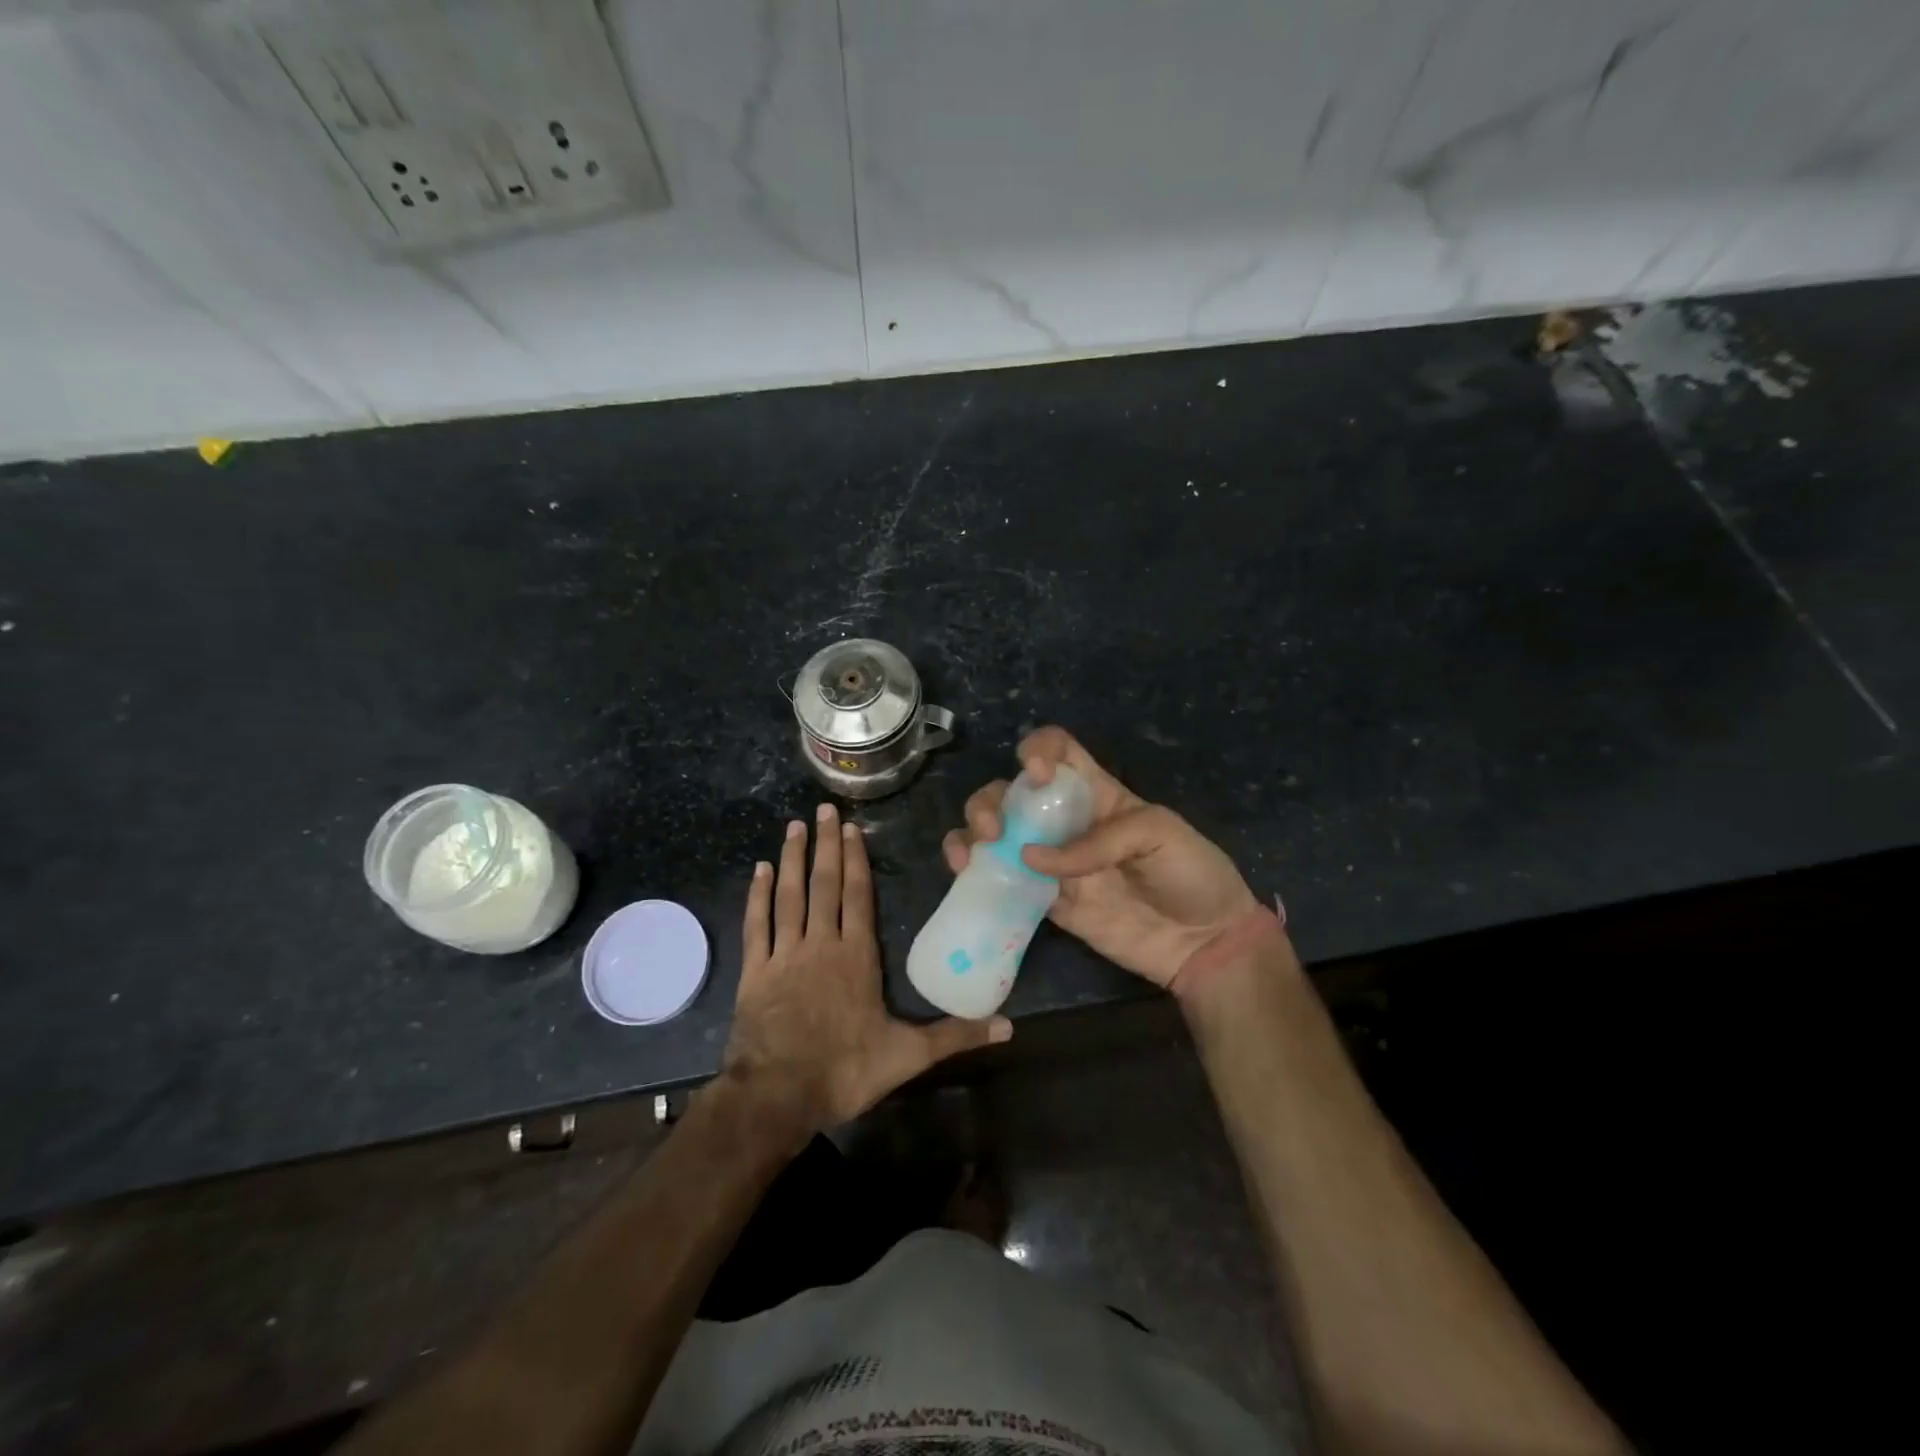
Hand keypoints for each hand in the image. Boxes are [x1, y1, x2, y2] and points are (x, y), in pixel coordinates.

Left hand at [721, 804, 1010, 1139]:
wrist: (777, 1096)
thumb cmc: (845, 1070)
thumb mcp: (908, 1055)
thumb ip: (956, 1035)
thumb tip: (1009, 1025)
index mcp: (857, 956)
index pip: (858, 896)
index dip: (856, 860)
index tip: (850, 828)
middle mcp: (821, 944)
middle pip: (825, 884)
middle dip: (826, 845)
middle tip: (822, 810)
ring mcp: (784, 955)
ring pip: (790, 895)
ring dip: (792, 859)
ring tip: (793, 826)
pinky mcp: (754, 972)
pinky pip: (756, 924)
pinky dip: (757, 896)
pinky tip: (758, 870)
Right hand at [942, 727, 1261, 988]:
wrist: (1204, 944)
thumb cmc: (1193, 874)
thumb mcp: (1160, 835)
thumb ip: (1100, 839)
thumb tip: (1033, 858)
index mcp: (1097, 793)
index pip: (1059, 751)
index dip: (1039, 749)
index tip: (1034, 773)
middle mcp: (1066, 821)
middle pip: (1011, 793)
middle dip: (991, 801)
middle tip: (995, 830)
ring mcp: (1051, 862)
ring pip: (996, 833)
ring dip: (972, 833)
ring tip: (970, 855)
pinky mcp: (1045, 901)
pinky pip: (1003, 881)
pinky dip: (977, 874)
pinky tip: (967, 875)